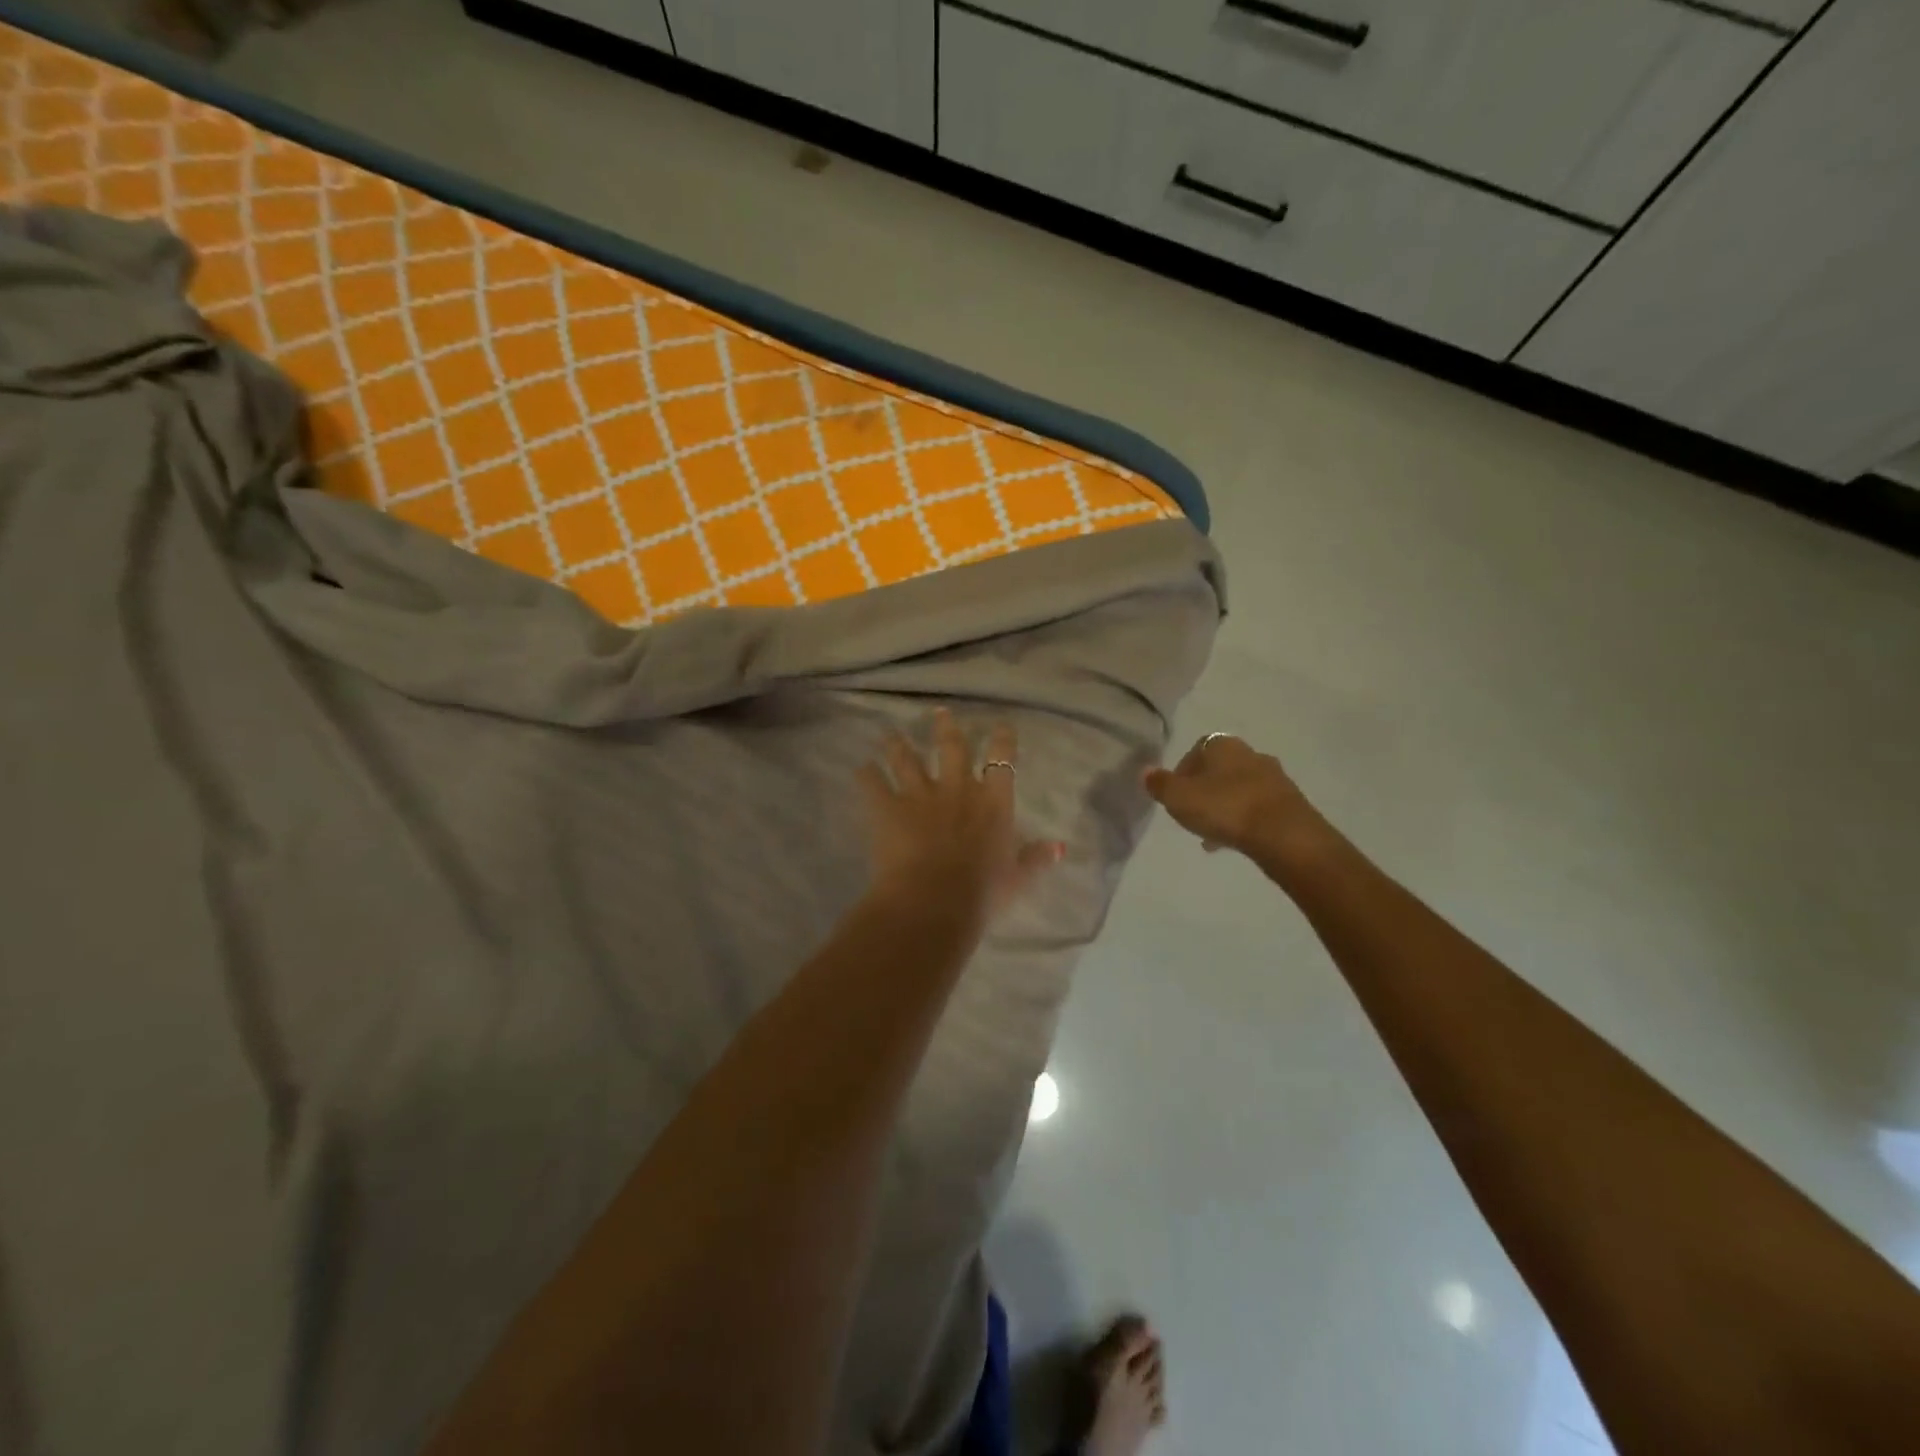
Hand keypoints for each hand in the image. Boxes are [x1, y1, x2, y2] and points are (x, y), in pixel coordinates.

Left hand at [859, 710, 1063, 920]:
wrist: (934, 900)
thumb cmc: (982, 893)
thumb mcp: (1016, 878)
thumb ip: (1035, 858)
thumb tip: (1058, 848)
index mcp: (993, 802)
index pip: (1002, 761)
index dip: (1003, 740)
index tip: (1001, 725)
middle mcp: (957, 788)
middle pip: (952, 748)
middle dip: (946, 728)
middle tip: (939, 712)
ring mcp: (919, 794)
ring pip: (907, 759)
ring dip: (898, 744)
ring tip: (891, 734)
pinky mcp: (887, 807)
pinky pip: (873, 784)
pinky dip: (866, 775)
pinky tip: (860, 768)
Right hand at [1143, 734, 1329, 864]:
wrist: (1284, 834)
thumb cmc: (1225, 808)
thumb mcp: (1179, 798)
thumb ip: (1160, 784)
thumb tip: (1146, 771)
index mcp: (1223, 745)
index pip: (1197, 749)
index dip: (1183, 770)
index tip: (1175, 794)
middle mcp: (1250, 754)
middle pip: (1220, 769)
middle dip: (1205, 789)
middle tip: (1192, 812)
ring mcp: (1274, 778)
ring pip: (1239, 789)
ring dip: (1224, 806)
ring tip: (1210, 832)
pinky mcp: (1290, 803)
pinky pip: (1257, 808)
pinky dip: (1243, 820)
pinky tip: (1232, 841)